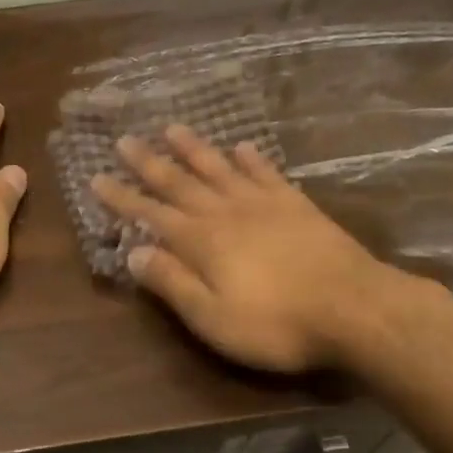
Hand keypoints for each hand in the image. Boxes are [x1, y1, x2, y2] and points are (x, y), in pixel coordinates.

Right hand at [92, 125, 412, 372]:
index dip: (122, 198)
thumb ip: (172, 283)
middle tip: (124, 140)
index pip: (150, 214)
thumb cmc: (276, 324)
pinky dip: (250, 159)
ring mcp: (264, 205)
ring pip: (219, 169)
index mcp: (201, 242)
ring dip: (194, 149)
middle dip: (149, 163)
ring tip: (172, 128)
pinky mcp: (297, 206)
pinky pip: (266, 174)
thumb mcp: (212, 317)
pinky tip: (241, 146)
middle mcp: (226, 213)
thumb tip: (134, 253)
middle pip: (180, 183)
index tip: (96, 178)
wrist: (355, 309)